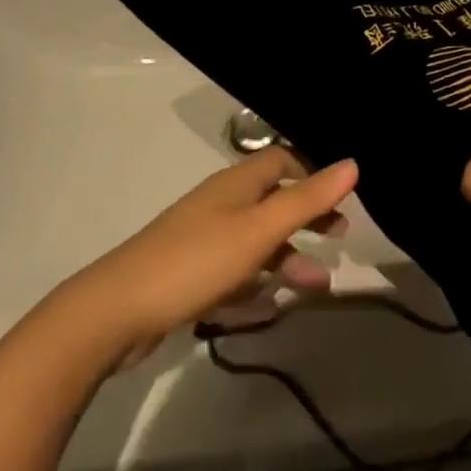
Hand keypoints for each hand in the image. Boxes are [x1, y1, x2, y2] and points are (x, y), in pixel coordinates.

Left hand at [70, 149, 357, 365]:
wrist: (117, 310)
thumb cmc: (197, 260)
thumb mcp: (259, 230)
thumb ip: (307, 199)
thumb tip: (353, 162)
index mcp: (237, 183)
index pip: (282, 161)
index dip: (312, 173)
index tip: (341, 197)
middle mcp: (221, 202)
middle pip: (273, 199)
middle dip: (307, 217)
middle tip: (340, 236)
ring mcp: (203, 237)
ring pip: (257, 238)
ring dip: (289, 256)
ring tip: (319, 284)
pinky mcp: (190, 272)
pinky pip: (236, 267)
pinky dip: (259, 279)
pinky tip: (271, 301)